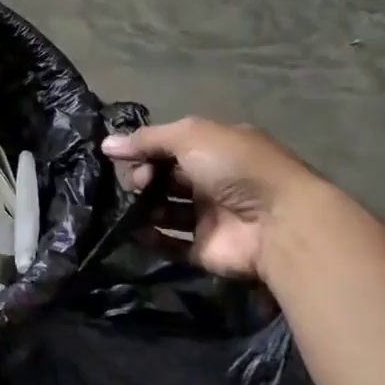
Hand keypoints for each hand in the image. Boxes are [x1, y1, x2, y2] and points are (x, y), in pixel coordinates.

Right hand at [101, 117, 321, 279]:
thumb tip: (106, 145)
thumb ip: (146, 139)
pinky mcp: (204, 248)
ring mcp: (209, 216)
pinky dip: (149, 237)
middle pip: (166, 177)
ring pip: (165, 209)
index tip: (124, 157)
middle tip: (136, 184)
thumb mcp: (190, 136)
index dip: (145, 149)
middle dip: (143, 177)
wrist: (278, 223)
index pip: (171, 146)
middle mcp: (213, 181)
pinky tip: (130, 230)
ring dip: (144, 206)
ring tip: (129, 206)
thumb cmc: (235, 167)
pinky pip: (169, 242)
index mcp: (216, 149)